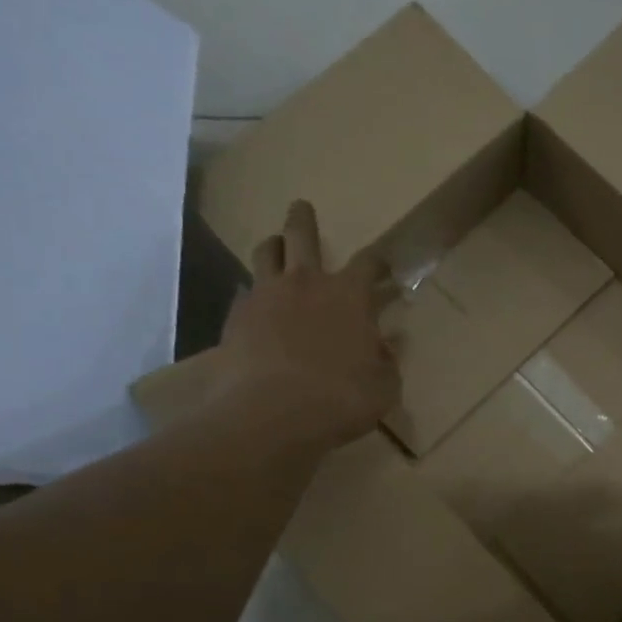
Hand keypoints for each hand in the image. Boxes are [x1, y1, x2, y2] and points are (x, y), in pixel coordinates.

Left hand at [207, 201, 399, 453]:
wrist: (271, 414)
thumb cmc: (339, 399)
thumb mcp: (383, 388)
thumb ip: (386, 363)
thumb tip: (386, 347)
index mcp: (349, 295)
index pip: (368, 263)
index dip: (378, 262)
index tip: (383, 267)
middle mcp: (306, 283)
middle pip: (302, 235)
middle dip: (303, 219)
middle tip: (301, 207)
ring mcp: (265, 296)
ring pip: (265, 254)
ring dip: (272, 246)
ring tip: (274, 247)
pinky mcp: (235, 317)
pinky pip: (243, 294)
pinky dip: (251, 295)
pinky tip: (253, 308)